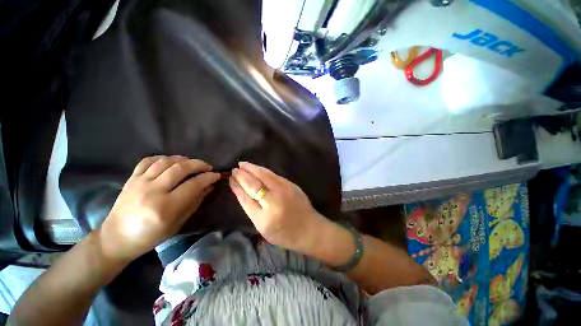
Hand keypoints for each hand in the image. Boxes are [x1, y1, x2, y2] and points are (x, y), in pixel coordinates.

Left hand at [99, 156, 220, 261]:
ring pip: (166, 161)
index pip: (193, 184)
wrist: (117, 238)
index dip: (208, 177)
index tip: (216, 175)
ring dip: (184, 159)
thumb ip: (195, 202)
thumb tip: (209, 186)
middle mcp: (152, 191)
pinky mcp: (131, 178)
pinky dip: (163, 158)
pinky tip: (172, 162)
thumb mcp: (178, 223)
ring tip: (192, 163)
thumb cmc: (151, 236)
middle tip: (208, 167)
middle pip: (180, 168)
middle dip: (199, 164)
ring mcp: (140, 182)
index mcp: (165, 207)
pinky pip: (148, 160)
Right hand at [229, 162, 328, 252]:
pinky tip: (257, 168)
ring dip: (252, 168)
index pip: (246, 197)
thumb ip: (252, 209)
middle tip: (234, 170)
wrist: (309, 229)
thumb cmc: (284, 233)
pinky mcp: (291, 184)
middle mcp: (273, 201)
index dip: (237, 186)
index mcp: (264, 218)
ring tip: (243, 164)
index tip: (231, 179)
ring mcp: (284, 190)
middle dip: (242, 175)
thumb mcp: (263, 228)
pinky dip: (263, 170)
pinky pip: (274, 175)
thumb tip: (241, 191)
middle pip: (254, 184)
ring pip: (264, 175)